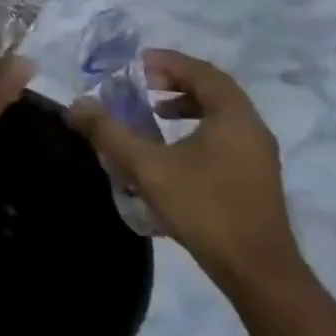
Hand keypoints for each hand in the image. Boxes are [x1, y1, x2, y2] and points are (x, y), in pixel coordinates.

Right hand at [71, 49, 301, 294]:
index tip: (135, 64)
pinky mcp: (256, 178)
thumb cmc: (205, 208)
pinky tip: (173, 151)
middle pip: (213, 89)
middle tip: (141, 84)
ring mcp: (258, 155)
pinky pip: (225, 136)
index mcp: (233, 116)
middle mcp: (252, 128)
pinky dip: (197, 128)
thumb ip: (110, 133)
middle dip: (174, 81)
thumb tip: (77, 105)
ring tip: (153, 113)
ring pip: (221, 114)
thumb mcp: (148, 167)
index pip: (201, 71)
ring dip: (186, 105)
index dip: (167, 62)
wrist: (258, 273)